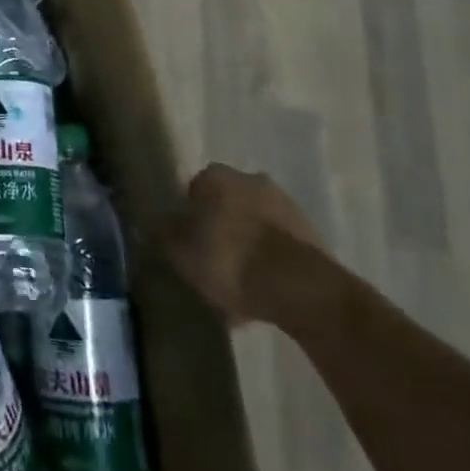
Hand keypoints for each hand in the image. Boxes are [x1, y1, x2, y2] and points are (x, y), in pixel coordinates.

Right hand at [162, 163, 324, 325]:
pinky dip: (271, 265)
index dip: (189, 222)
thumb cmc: (230, 261)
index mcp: (214, 175)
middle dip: (221, 233)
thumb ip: (166, 236)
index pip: (193, 192)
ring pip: (254, 227)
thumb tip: (158, 226)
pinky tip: (265, 295)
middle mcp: (249, 178)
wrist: (301, 288)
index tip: (190, 249)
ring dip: (248, 250)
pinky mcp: (311, 233)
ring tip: (242, 291)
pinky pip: (279, 247)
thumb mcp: (182, 254)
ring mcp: (284, 204)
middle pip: (226, 207)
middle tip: (215, 269)